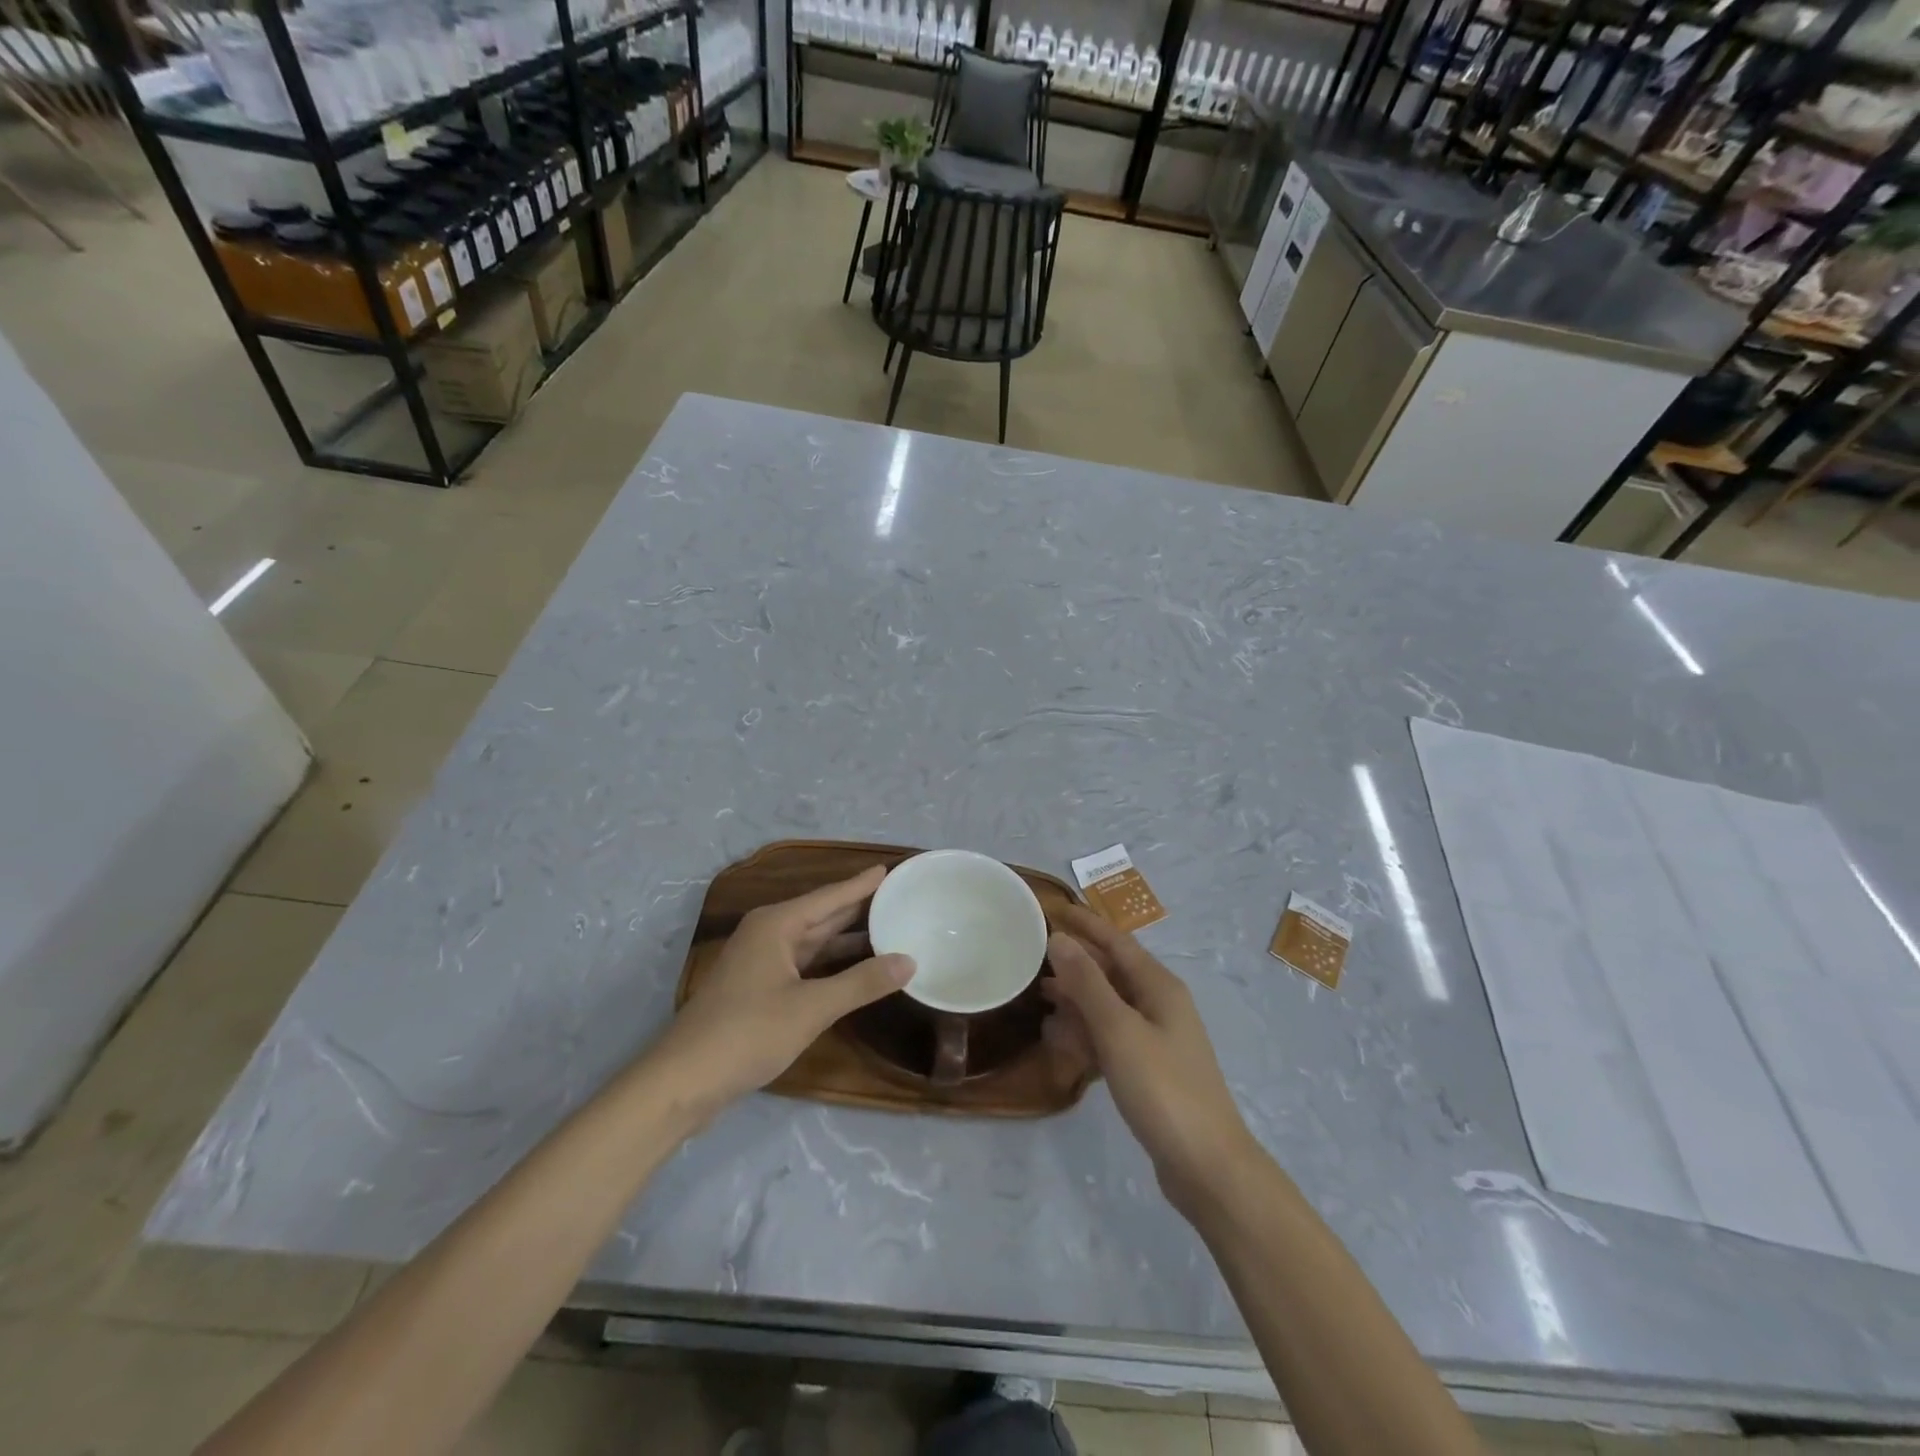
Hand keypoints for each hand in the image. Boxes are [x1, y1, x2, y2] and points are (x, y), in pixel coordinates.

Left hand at [653, 867, 913, 1116]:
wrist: (683, 1081)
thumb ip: (862, 983)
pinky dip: (831, 963)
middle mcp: (768, 934)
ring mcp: (760, 962)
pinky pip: (804, 963)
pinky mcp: (758, 988)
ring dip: (847, 937)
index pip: (830, 896)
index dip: (862, 884)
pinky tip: (855, 968)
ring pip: (813, 941)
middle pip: (821, 914)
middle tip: (897, 896)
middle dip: (858, 907)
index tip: (890, 868)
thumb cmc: (748, 1033)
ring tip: (887, 927)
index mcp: (777, 924)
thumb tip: (909, 961)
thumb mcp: (812, 1008)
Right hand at [1044, 904, 1255, 1216]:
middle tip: (1032, 957)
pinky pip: (1111, 1037)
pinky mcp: (1149, 1069)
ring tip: (1038, 997)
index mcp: (1159, 986)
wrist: (1207, 1166)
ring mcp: (1156, 1038)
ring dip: (1076, 1000)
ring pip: (1108, 1005)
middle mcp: (1159, 1004)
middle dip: (1075, 963)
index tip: (1052, 909)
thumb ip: (1087, 983)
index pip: (1116, 940)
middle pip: (1111, 971)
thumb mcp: (1119, 1030)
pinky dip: (1087, 1033)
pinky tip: (1061, 1041)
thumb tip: (1060, 938)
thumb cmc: (1162, 1088)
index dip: (1085, 924)